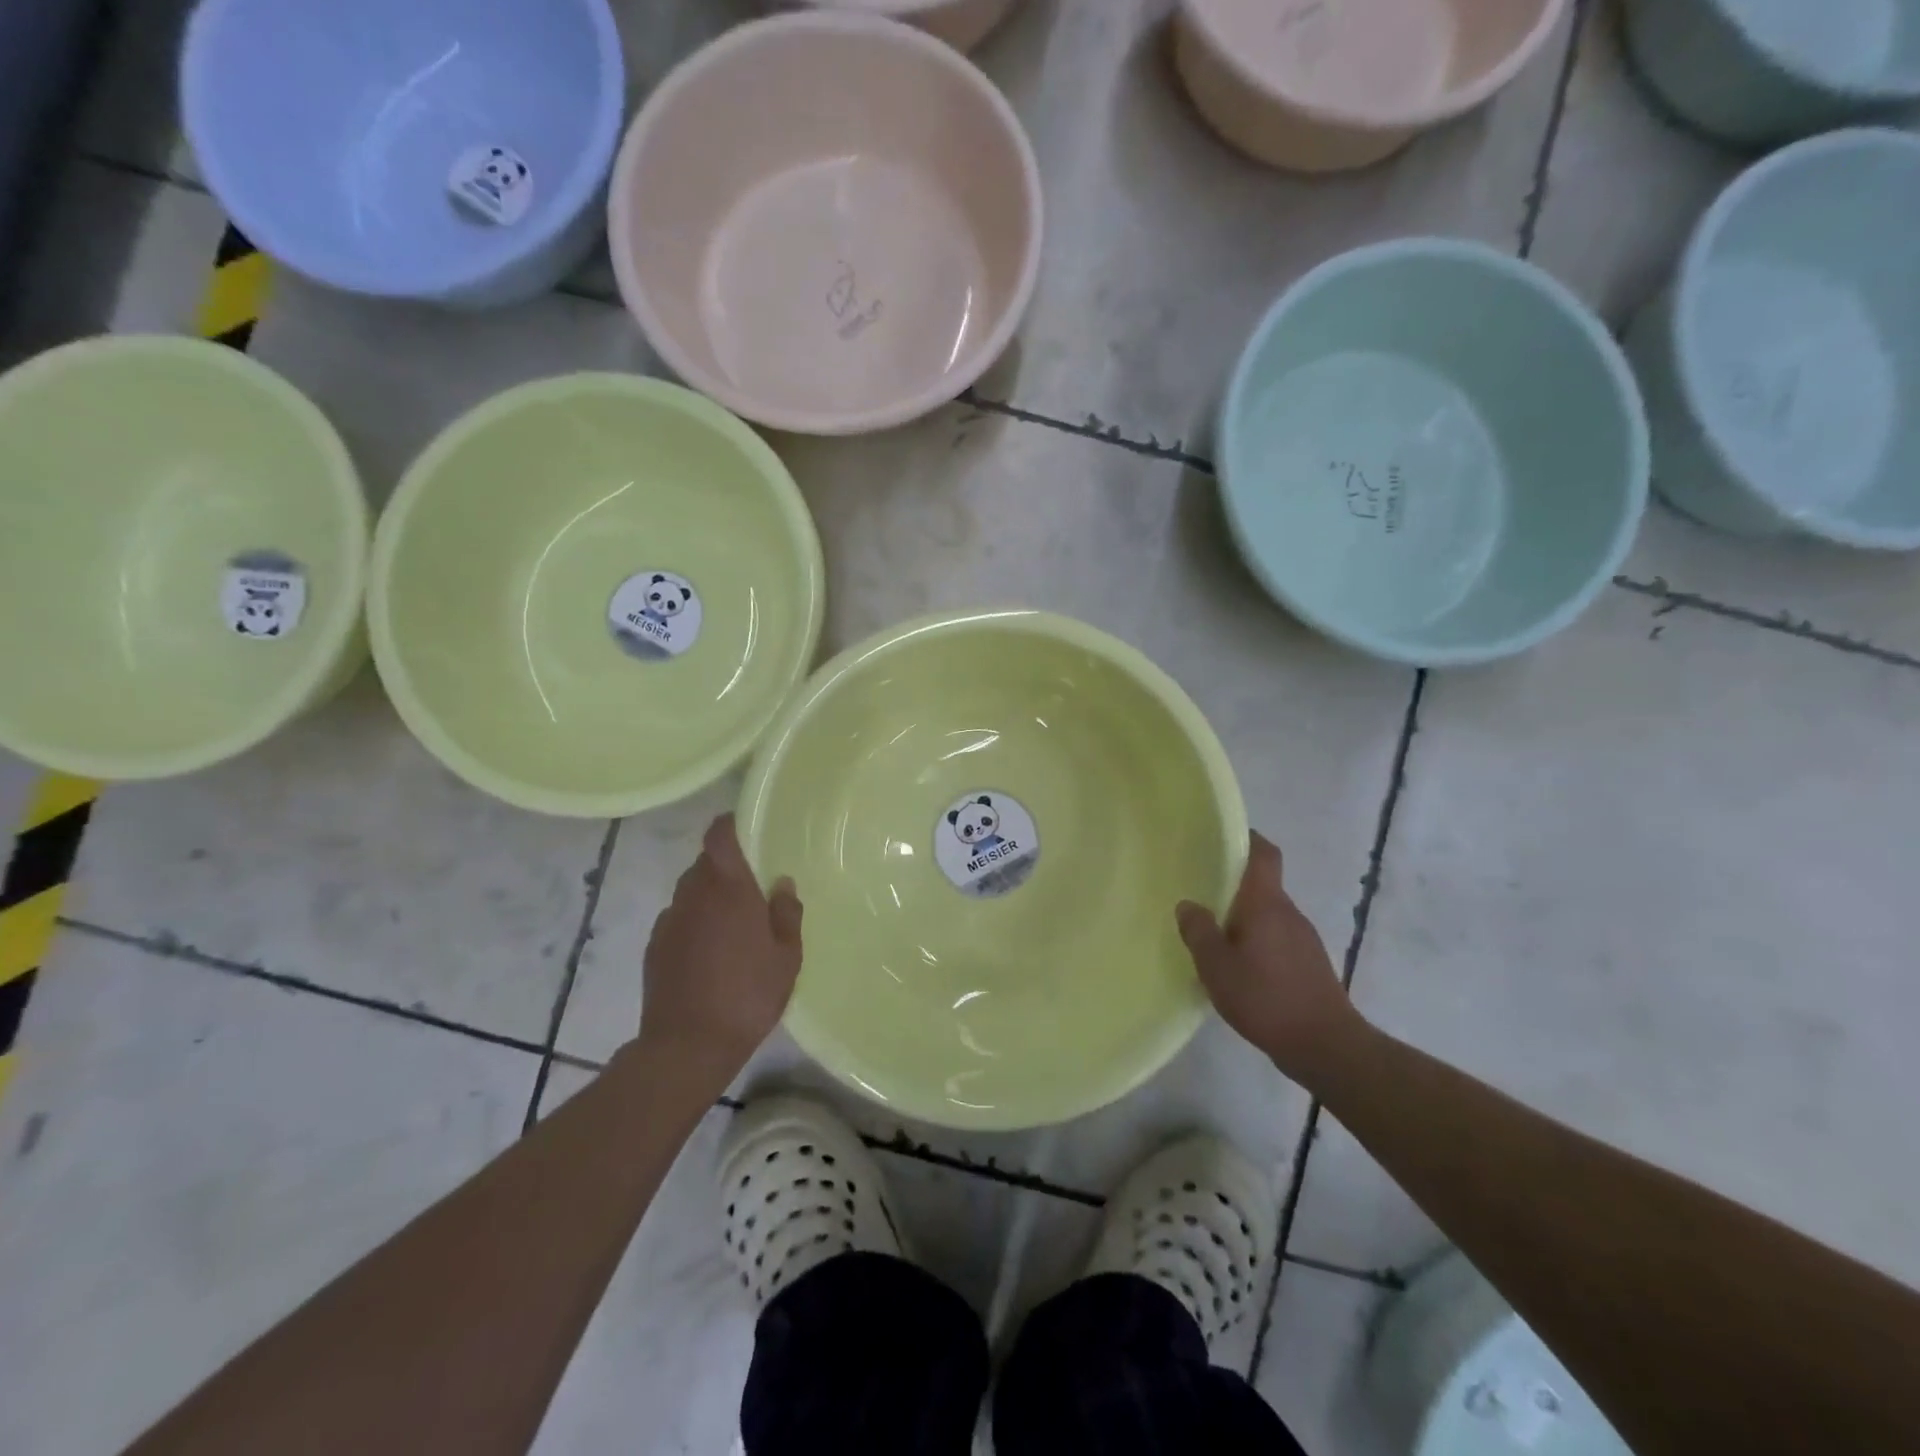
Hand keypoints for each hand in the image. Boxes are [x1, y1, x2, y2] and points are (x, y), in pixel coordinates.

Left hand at [637, 814, 802, 1090]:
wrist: (687, 1046)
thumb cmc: (747, 995)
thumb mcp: (786, 957)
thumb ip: (786, 914)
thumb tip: (781, 884)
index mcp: (728, 888)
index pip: (719, 836)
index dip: (730, 825)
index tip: (747, 829)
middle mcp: (693, 895)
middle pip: (705, 864)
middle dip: (726, 868)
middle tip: (753, 888)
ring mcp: (669, 921)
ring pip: (691, 893)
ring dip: (710, 898)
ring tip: (733, 925)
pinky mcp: (654, 947)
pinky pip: (678, 920)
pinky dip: (694, 924)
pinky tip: (710, 952)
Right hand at [1176, 832, 1365, 1084]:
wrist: (1327, 1047)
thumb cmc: (1266, 998)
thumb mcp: (1217, 967)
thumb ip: (1199, 932)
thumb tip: (1188, 905)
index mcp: (1267, 904)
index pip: (1264, 854)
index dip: (1246, 839)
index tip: (1220, 837)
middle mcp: (1289, 913)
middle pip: (1262, 885)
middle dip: (1233, 885)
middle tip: (1199, 891)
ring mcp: (1303, 939)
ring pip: (1268, 915)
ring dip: (1243, 918)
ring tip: (1212, 933)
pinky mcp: (1309, 965)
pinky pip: (1276, 939)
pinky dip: (1256, 942)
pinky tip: (1238, 967)